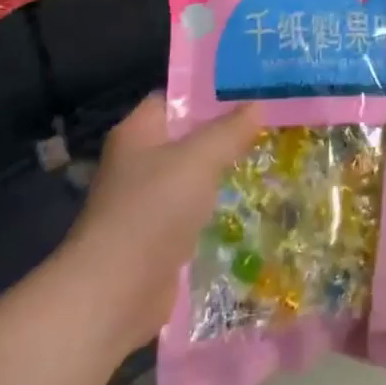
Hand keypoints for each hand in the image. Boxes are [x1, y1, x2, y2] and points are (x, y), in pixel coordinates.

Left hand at [63, 95, 260, 355]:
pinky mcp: (157, 239)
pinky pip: (192, 213)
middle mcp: (137, 163)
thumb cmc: (153, 210)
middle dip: (224, 135)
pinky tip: (249, 207)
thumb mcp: (198, 159)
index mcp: (138, 133)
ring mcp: (146, 203)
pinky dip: (215, 210)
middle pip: (186, 138)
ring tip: (269, 162)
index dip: (209, 93)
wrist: (115, 293)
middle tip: (270, 126)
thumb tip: (256, 104)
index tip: (251, 91)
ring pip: (192, 178)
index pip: (174, 98)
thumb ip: (228, 131)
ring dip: (222, 175)